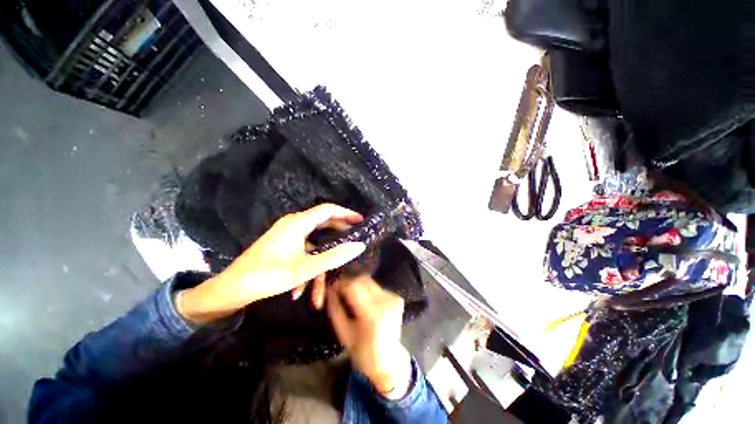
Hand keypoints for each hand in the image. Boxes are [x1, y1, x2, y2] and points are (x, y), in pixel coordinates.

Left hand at [177, 204, 365, 323]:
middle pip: (323, 223)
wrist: (231, 289)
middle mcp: (293, 223)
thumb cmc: (269, 275)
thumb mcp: (306, 268)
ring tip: (320, 290)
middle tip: (354, 242)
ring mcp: (287, 234)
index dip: (346, 213)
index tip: (361, 221)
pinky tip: (301, 291)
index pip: (328, 210)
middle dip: (338, 236)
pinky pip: (302, 251)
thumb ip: (335, 256)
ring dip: (318, 264)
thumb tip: (359, 246)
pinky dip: (306, 267)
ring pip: (312, 244)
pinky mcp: (283, 244)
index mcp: (299, 223)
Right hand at [327, 276, 412, 399]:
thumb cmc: (362, 351)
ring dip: (359, 285)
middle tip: (340, 290)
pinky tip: (366, 302)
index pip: (354, 287)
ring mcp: (393, 300)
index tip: (332, 286)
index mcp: (372, 316)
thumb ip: (335, 309)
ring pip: (370, 282)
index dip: (341, 284)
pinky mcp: (397, 298)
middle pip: (363, 280)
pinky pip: (378, 288)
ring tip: (351, 297)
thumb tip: (329, 289)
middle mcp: (385, 303)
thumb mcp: (344, 333)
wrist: (388, 360)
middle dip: (349, 282)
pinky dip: (368, 291)